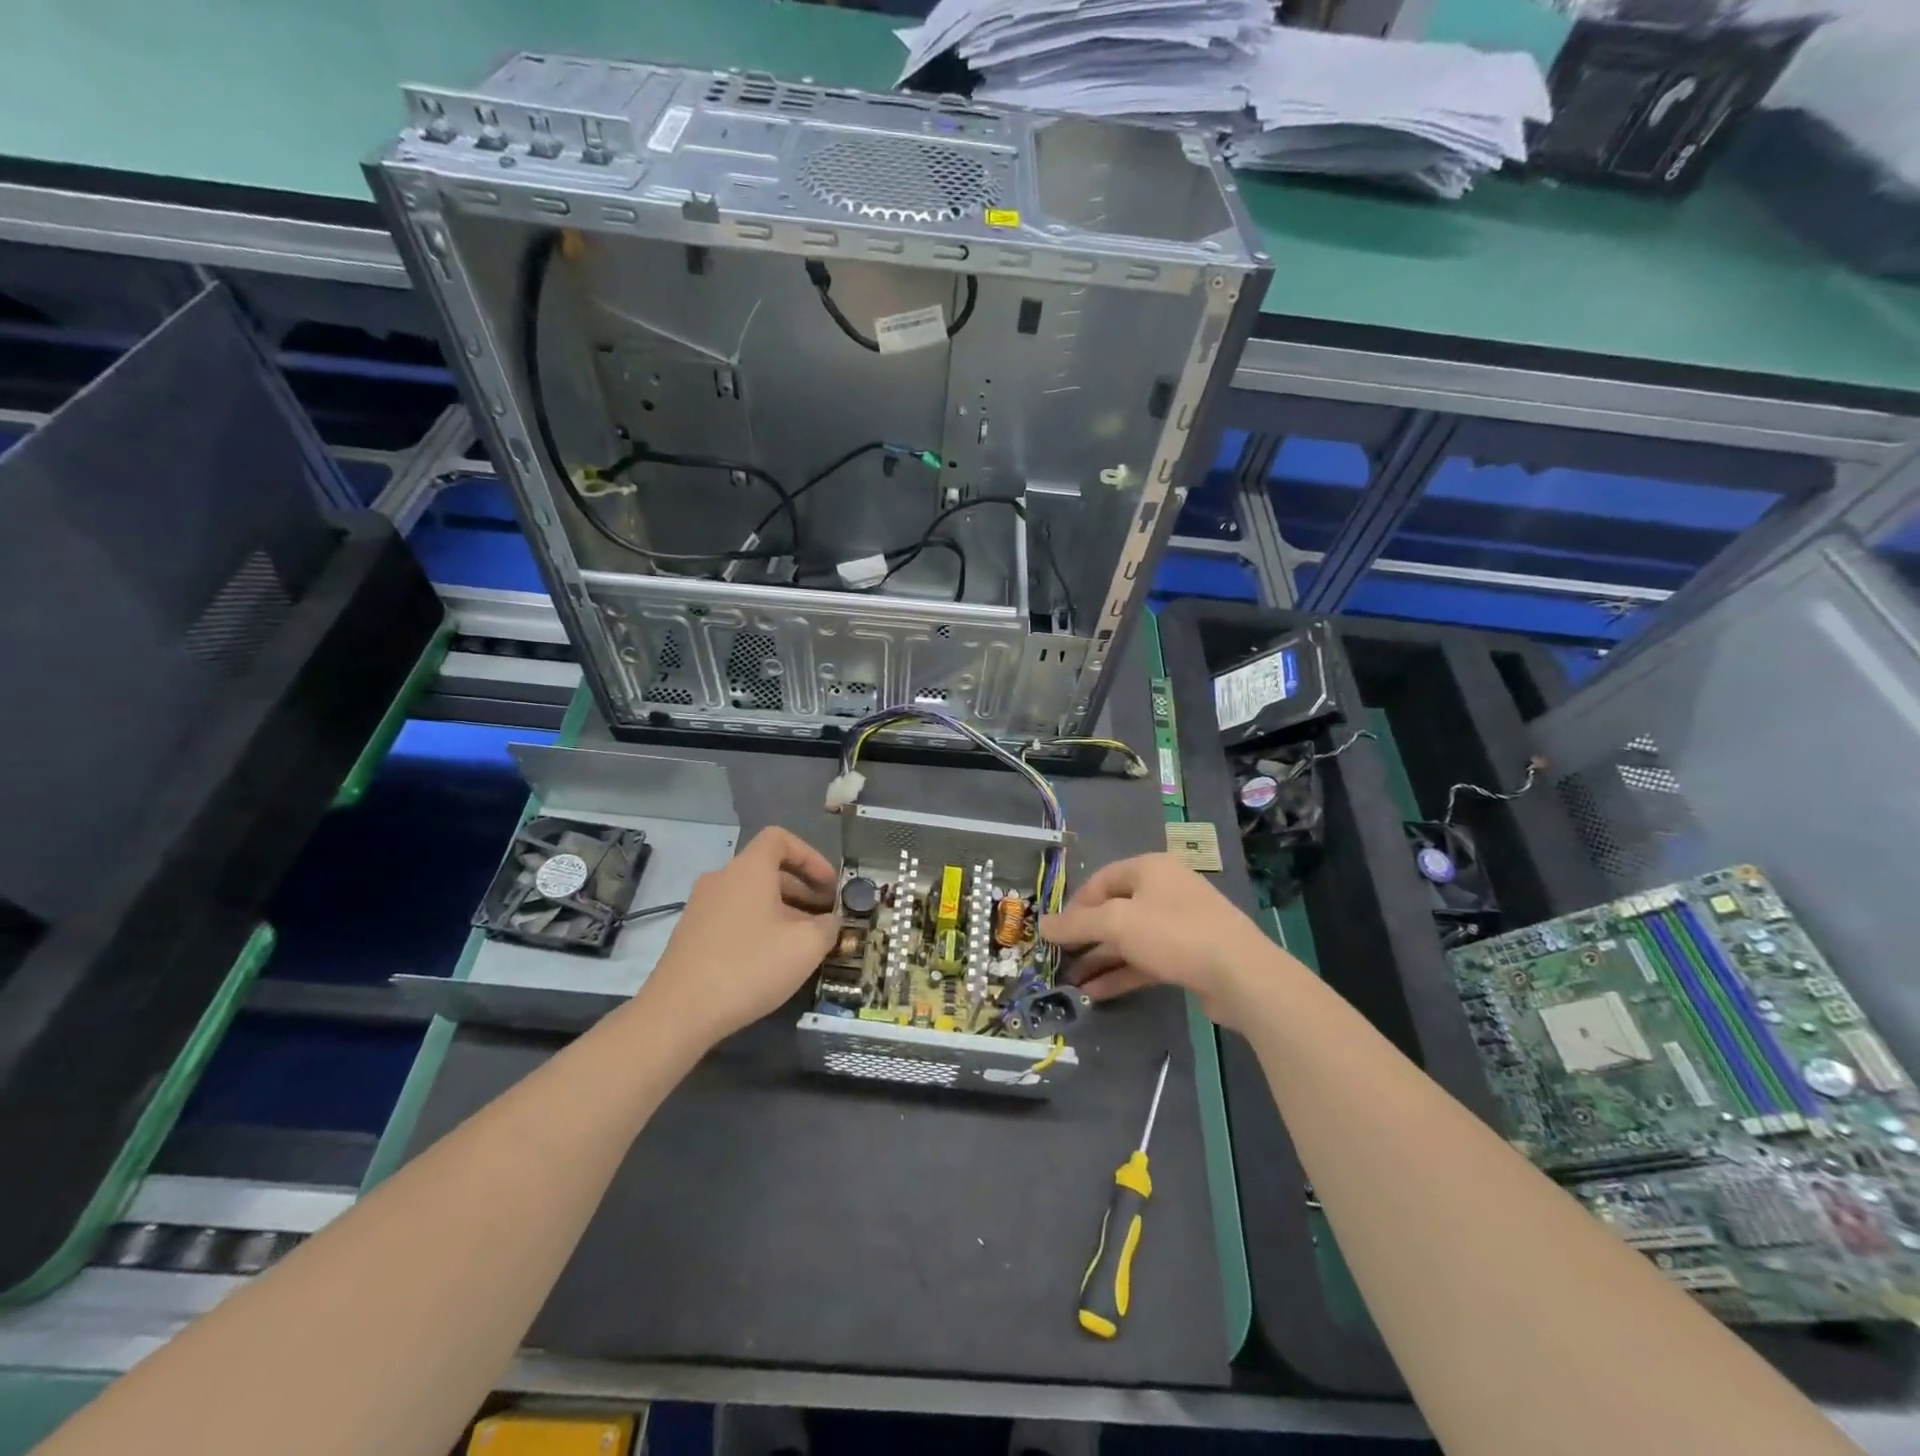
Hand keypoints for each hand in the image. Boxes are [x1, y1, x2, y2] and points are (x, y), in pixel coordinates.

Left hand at [636, 827, 838, 1048]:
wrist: (678, 1012)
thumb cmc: (749, 966)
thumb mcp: (806, 946)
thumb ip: (828, 926)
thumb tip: (830, 922)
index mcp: (749, 869)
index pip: (780, 839)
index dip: (810, 856)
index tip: (829, 885)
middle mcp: (721, 879)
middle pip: (767, 869)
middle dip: (802, 889)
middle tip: (824, 917)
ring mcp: (701, 906)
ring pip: (751, 896)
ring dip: (782, 910)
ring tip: (802, 943)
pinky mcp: (691, 934)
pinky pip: (733, 916)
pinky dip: (758, 926)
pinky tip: (770, 960)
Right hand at [1039, 853, 1304, 1031]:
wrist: (1241, 975)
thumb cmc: (1174, 934)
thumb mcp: (1117, 923)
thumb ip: (1077, 924)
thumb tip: (1042, 924)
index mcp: (1149, 869)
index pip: (1100, 881)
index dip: (1074, 906)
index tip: (1054, 932)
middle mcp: (1164, 890)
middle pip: (1114, 911)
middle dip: (1086, 937)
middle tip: (1060, 959)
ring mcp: (1179, 924)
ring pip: (1129, 939)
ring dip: (1100, 959)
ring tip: (1072, 981)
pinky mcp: (1188, 955)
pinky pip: (1145, 960)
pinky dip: (1121, 973)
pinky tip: (1096, 993)